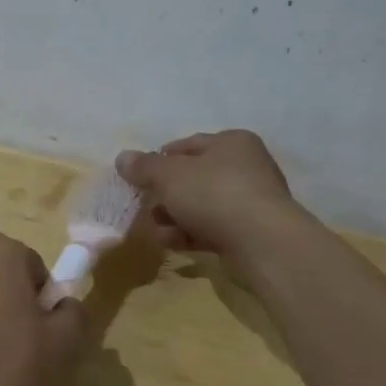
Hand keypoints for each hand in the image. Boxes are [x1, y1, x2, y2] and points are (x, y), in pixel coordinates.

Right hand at [115, 130, 302, 263]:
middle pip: (194, 177)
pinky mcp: (251, 232)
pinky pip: (213, 228)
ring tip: (156, 229)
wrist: (262, 243)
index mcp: (232, 142)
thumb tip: (122, 157)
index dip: (160, 159)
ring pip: (202, 205)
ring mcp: (251, 201)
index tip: (139, 177)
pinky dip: (191, 233)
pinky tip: (172, 243)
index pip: (188, 145)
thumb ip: (144, 167)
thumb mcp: (170, 175)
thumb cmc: (214, 194)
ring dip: (175, 216)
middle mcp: (246, 167)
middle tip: (145, 205)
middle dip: (166, 193)